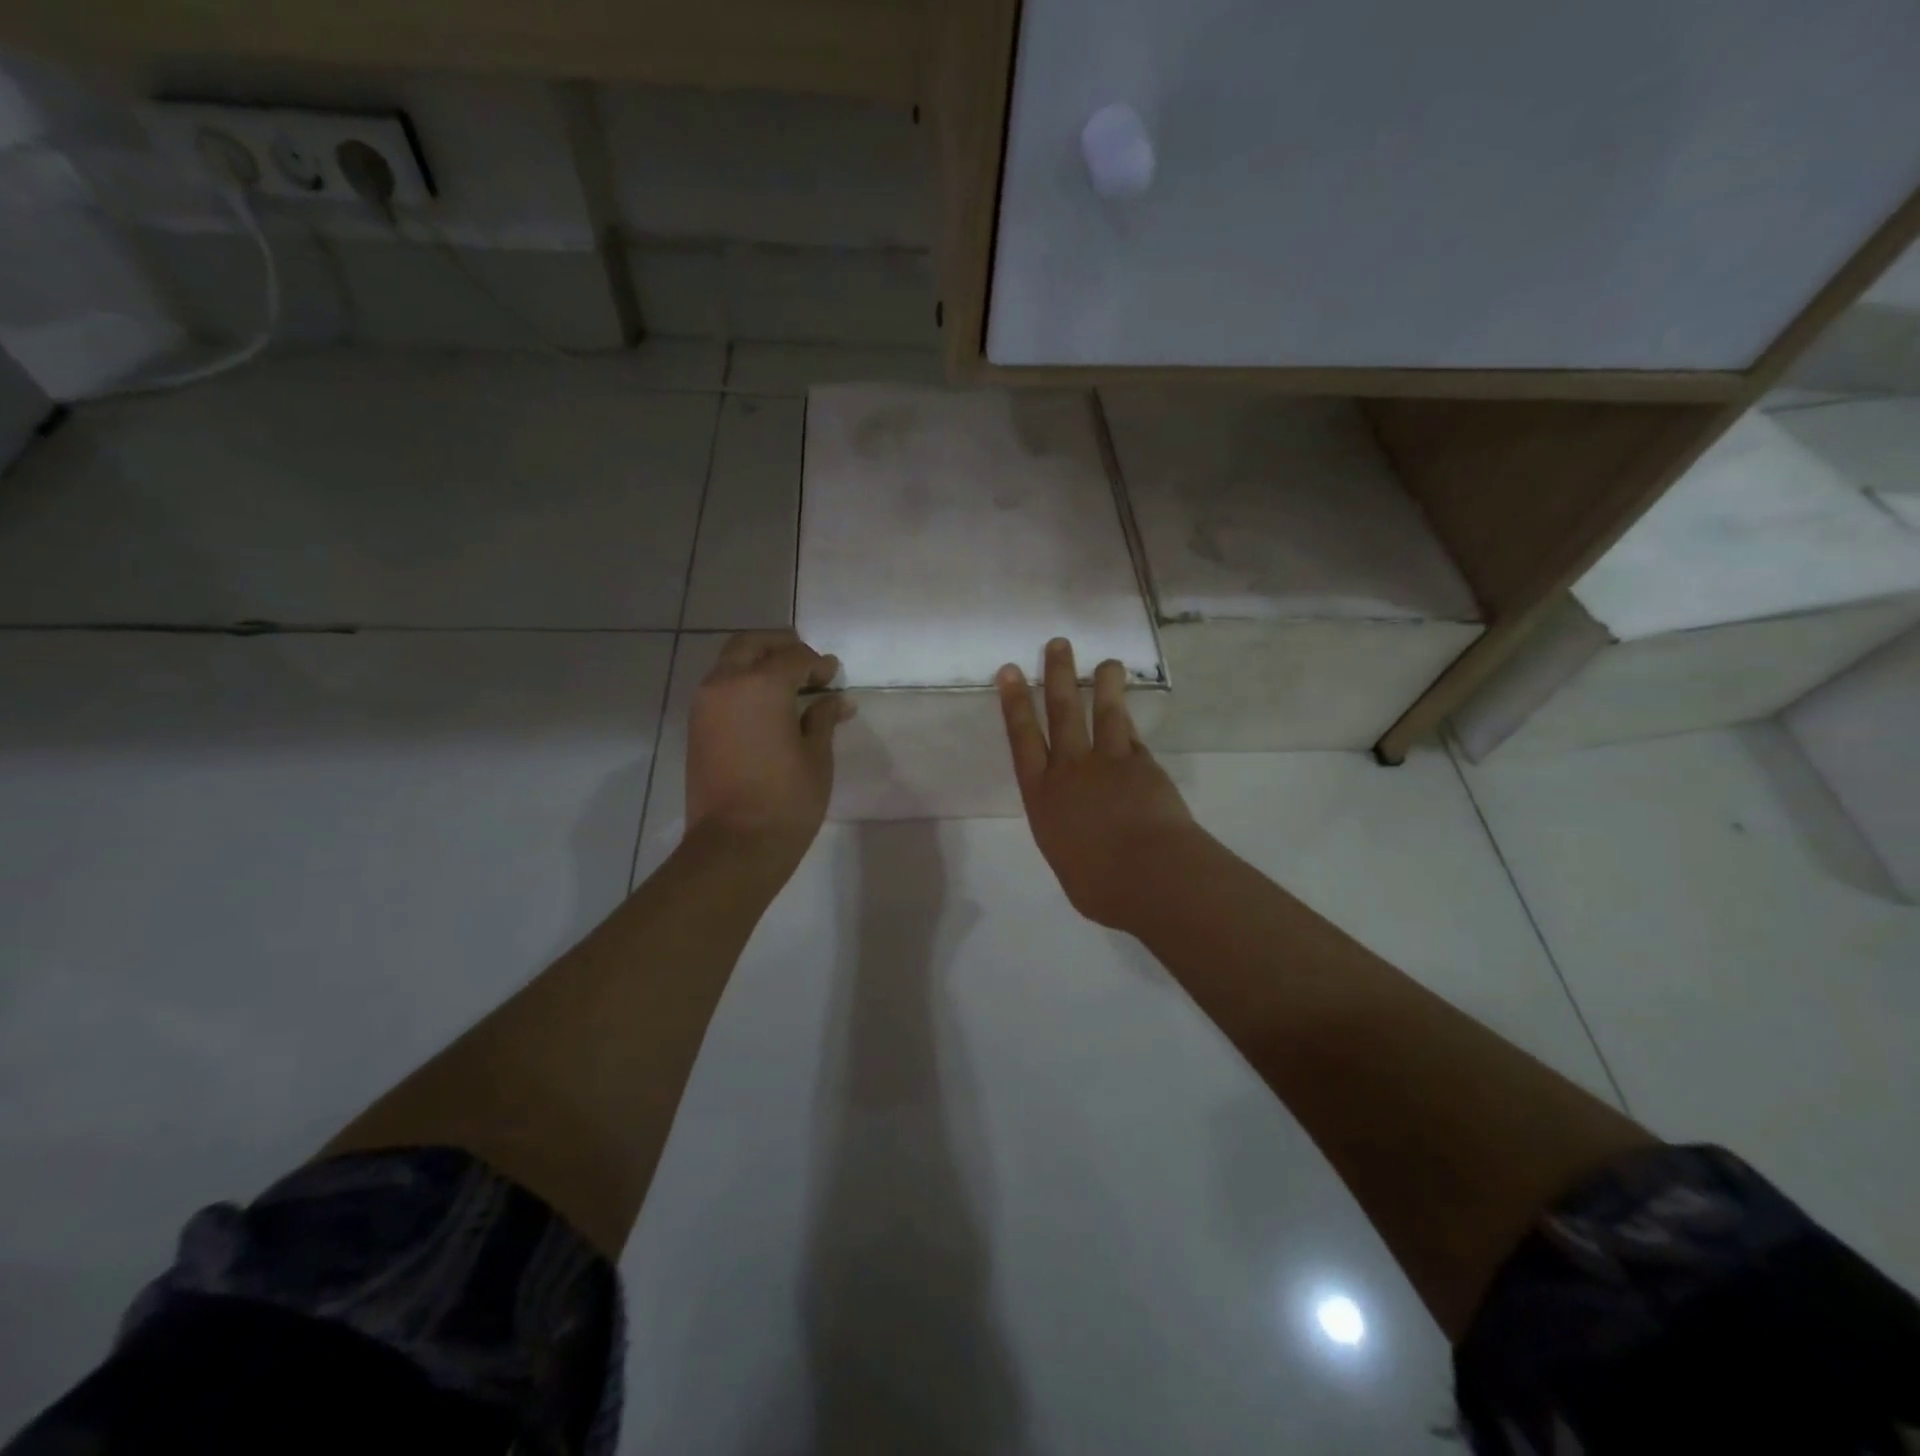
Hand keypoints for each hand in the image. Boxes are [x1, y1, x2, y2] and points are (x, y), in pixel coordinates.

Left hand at [686, 631, 850, 867]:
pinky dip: (742, 684)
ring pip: (730, 663)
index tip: (834, 677)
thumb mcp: (817, 756)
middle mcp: (726, 683)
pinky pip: (720, 687)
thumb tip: (837, 700)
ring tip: (788, 686)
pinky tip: (766, 706)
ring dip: (758, 663)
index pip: (794, 657)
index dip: (818, 664)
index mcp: (761, 685)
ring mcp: (705, 704)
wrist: (734, 843)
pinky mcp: (696, 726)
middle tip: (807, 664)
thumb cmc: (787, 799)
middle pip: (751, 644)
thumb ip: (823, 719)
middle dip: (781, 646)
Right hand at [998, 638, 1203, 931]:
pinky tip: (1127, 707)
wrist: (1149, 875)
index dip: (1015, 703)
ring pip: (1104, 713)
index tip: (1010, 671)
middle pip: (1062, 713)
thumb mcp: (1067, 862)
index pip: (1023, 739)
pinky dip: (1128, 720)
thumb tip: (1080, 837)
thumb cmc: (1098, 884)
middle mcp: (1071, 770)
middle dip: (1057, 676)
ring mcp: (1109, 763)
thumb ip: (1069, 839)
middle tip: (1058, 644)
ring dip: (1103, 684)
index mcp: (1042, 796)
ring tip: (1106, 661)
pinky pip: (1132, 736)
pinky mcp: (1143, 765)